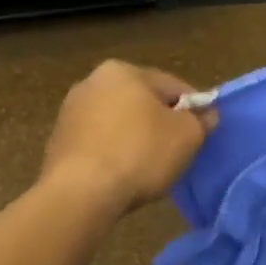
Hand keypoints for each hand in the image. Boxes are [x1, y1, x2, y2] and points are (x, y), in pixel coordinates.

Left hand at [42, 61, 216, 214]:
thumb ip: (201, 121)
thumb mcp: (187, 136)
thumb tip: (207, 114)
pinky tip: (123, 175)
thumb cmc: (140, 154)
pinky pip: (99, 143)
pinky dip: (113, 153)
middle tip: (178, 151)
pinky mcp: (58, 141)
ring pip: (118, 122)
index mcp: (123, 71)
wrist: (81, 193)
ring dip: (135, 138)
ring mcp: (70, 111)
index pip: (172, 86)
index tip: (203, 132)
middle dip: (161, 123)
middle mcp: (92, 82)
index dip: (194, 108)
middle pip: (142, 101)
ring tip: (149, 167)